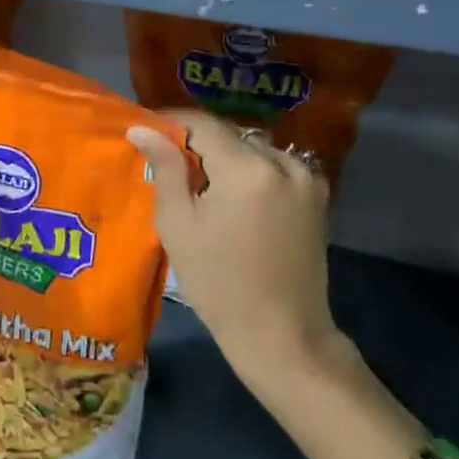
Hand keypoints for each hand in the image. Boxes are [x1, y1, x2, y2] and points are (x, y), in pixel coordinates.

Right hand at [128, 112, 343, 390]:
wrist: (283, 337)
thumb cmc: (219, 284)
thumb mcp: (179, 225)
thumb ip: (164, 168)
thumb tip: (141, 128)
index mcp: (247, 168)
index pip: (202, 123)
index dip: (171, 121)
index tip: (146, 128)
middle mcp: (283, 162)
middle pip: (229, 134)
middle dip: (197, 141)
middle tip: (166, 159)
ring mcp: (306, 178)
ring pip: (253, 148)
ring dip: (225, 155)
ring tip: (198, 179)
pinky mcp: (317, 196)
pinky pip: (274, 166)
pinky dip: (250, 170)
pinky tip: (232, 194)